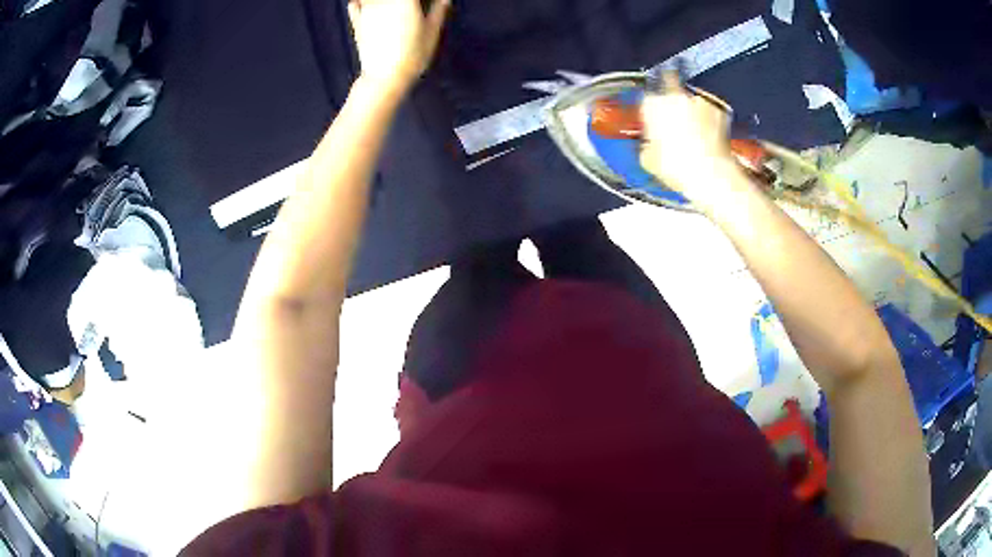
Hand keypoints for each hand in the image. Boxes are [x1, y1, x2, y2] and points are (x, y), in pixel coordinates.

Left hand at [347, 0, 450, 93]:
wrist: (385, 77)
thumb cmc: (413, 54)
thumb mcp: (433, 31)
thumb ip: (439, 9)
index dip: (419, 1)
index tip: (425, 4)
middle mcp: (384, 1)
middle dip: (405, 2)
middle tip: (413, 8)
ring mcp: (367, 10)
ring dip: (383, 2)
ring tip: (393, 8)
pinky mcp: (357, 22)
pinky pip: (354, 4)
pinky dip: (359, 2)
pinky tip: (366, 4)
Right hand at [639, 72, 751, 212]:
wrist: (711, 175)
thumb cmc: (679, 167)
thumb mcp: (647, 160)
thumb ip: (646, 143)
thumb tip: (650, 144)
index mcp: (653, 104)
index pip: (647, 100)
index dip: (651, 113)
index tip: (654, 123)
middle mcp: (675, 96)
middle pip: (669, 96)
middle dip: (672, 110)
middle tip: (675, 131)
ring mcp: (699, 101)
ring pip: (691, 103)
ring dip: (691, 114)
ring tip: (694, 137)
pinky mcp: (719, 110)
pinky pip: (710, 112)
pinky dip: (709, 121)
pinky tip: (707, 139)